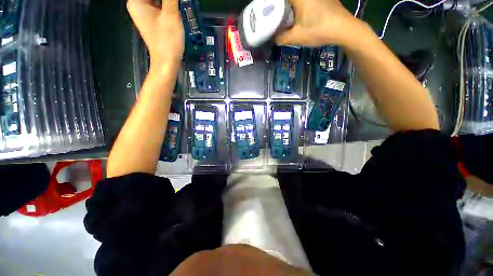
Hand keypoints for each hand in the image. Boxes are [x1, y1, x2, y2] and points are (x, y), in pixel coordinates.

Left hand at [127, 0, 184, 67]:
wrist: (167, 61)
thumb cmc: (167, 40)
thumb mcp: (171, 15)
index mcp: (136, 1)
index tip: (167, 1)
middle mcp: (136, 4)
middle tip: (172, 1)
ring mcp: (143, 12)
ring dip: (164, 1)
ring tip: (173, 3)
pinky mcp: (151, 18)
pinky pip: (156, 4)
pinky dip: (163, 3)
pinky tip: (170, 5)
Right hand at [275, 0, 360, 46]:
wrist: (344, 28)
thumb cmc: (319, 30)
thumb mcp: (296, 37)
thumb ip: (281, 38)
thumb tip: (273, 38)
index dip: (273, 5)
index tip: (268, 12)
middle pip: (289, 0)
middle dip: (281, 7)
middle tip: (276, 18)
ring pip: (298, 1)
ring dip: (290, 8)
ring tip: (286, 19)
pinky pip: (306, 2)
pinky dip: (300, 7)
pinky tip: (300, 17)